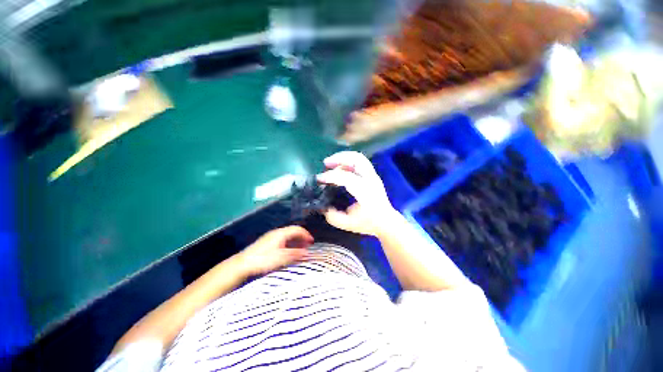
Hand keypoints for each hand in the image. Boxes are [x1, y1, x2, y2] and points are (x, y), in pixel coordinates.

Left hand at [237, 226, 313, 276]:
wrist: (243, 264)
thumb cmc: (263, 260)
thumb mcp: (281, 258)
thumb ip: (295, 254)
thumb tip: (307, 252)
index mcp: (281, 233)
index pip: (297, 229)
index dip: (306, 234)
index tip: (312, 242)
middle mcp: (277, 233)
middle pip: (293, 231)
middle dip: (302, 237)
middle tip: (308, 245)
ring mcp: (271, 237)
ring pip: (287, 236)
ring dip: (296, 241)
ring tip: (301, 249)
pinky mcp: (267, 243)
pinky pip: (283, 240)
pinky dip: (289, 243)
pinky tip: (289, 251)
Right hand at [317, 151, 399, 236]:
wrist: (386, 221)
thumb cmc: (368, 223)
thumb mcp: (347, 224)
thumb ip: (333, 216)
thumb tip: (323, 206)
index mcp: (366, 193)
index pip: (347, 178)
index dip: (331, 176)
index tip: (319, 179)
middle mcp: (371, 180)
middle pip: (357, 160)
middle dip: (339, 158)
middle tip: (326, 163)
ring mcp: (373, 176)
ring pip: (359, 157)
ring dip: (343, 157)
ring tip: (331, 162)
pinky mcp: (373, 175)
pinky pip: (360, 161)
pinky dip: (348, 161)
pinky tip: (339, 167)